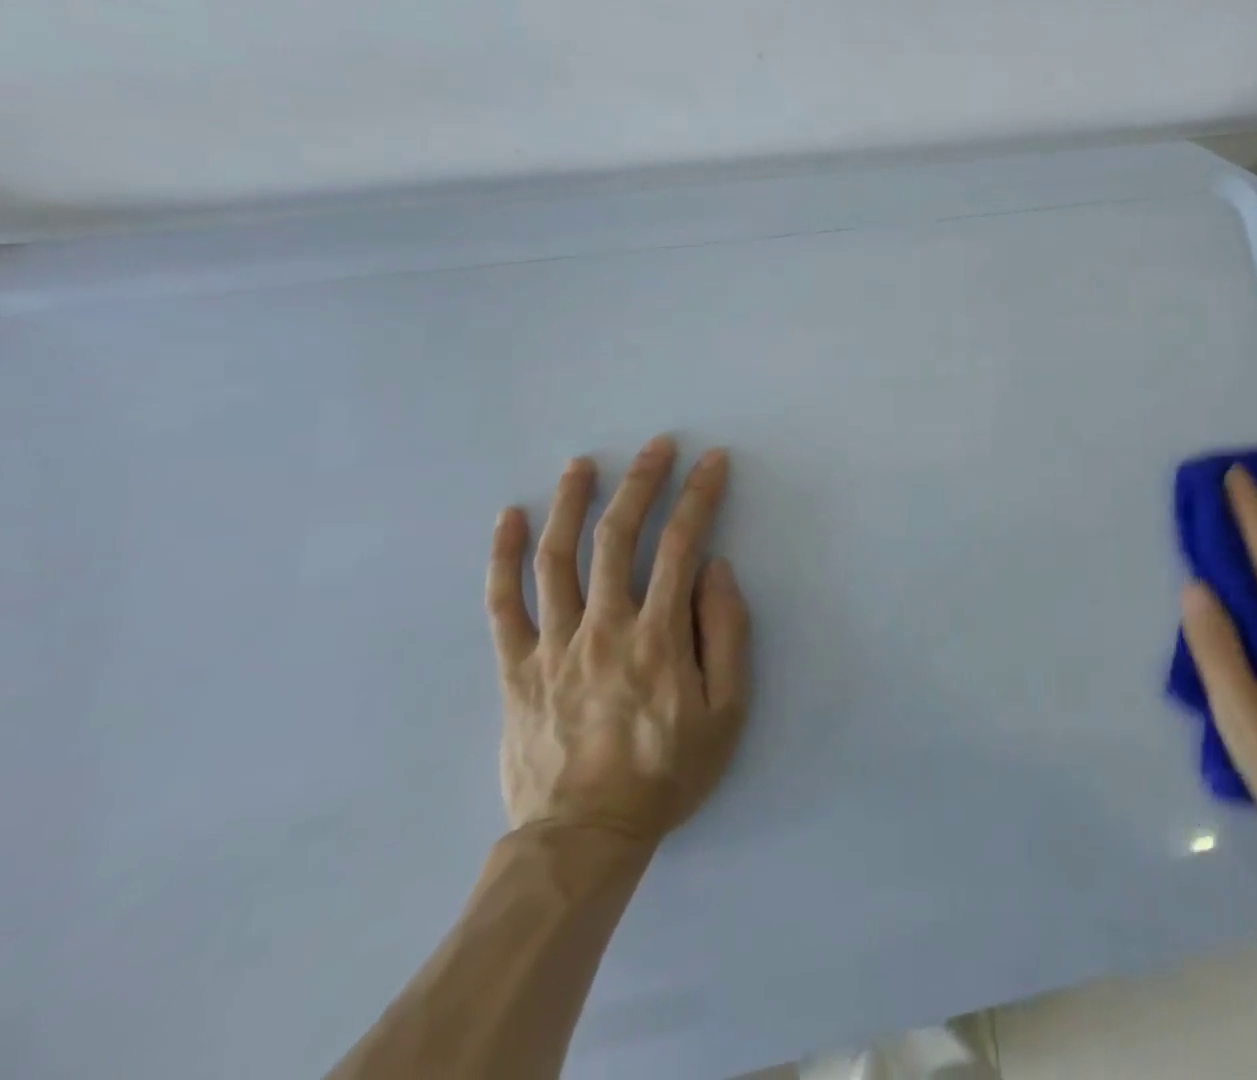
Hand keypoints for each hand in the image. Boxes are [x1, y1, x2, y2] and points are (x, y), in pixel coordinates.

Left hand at [485, 437, 751, 845]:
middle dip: (641, 482)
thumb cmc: (667, 772)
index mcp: (658, 636)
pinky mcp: (515, 668)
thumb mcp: (726, 711)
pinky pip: (503, 604)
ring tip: (582, 463)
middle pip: (617, 536)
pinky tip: (508, 518)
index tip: (712, 461)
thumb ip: (726, 634)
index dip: (699, 496)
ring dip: (571, 502)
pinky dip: (503, 557)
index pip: (681, 545)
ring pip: (556, 558)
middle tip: (656, 444)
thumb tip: (714, 569)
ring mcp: (553, 645)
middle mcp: (604, 627)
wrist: (584, 838)